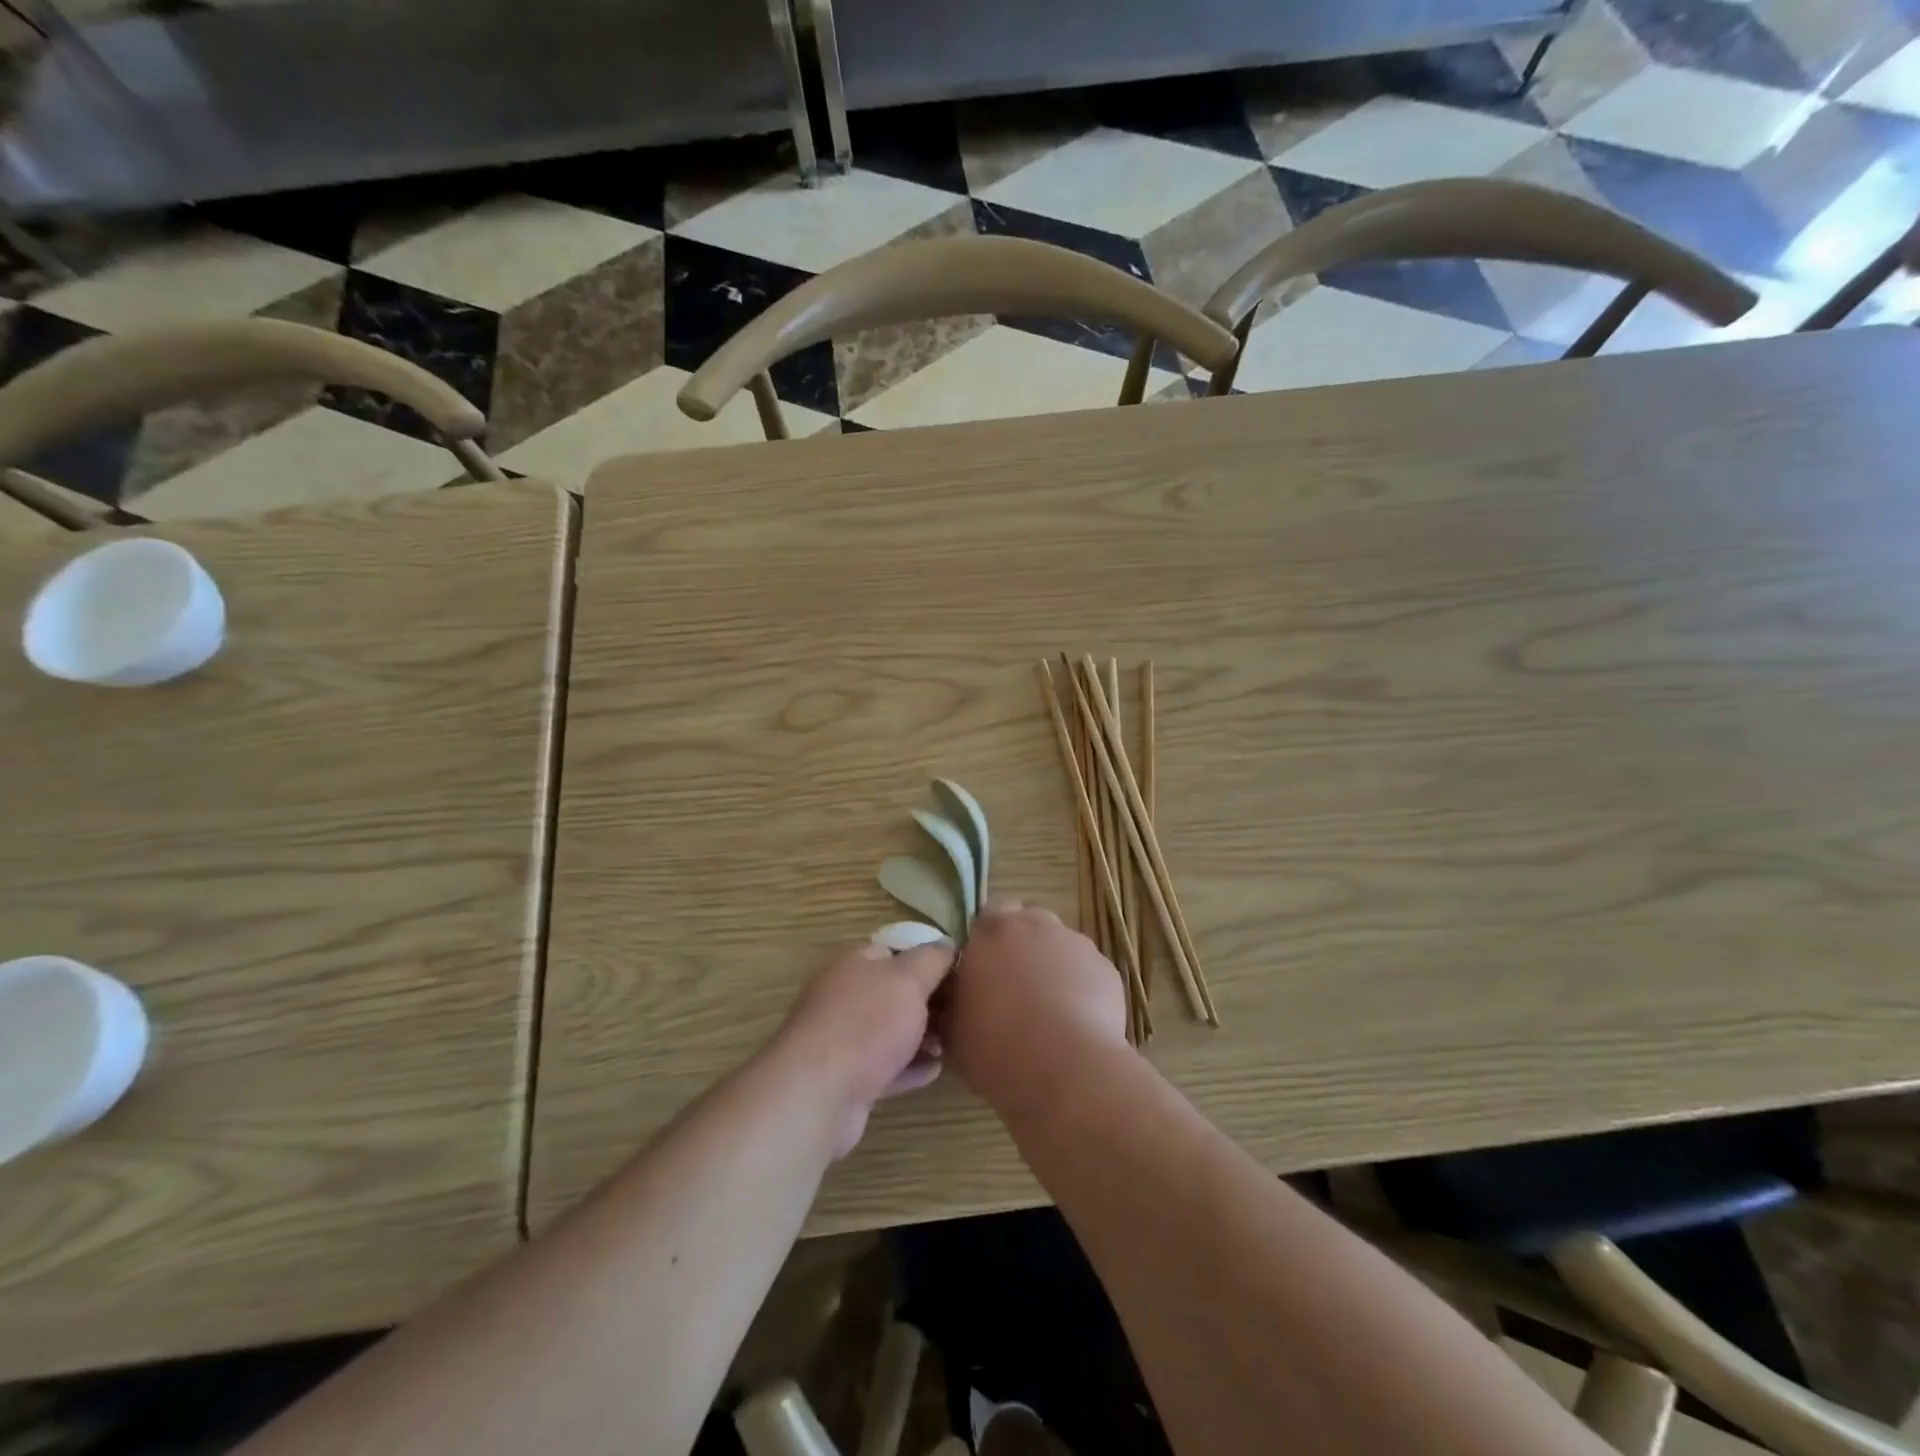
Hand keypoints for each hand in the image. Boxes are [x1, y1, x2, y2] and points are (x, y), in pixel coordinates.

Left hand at [772, 939, 954, 1157]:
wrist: (818, 1094)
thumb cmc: (867, 1023)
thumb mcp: (908, 979)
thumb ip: (932, 959)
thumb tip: (948, 944)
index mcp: (855, 965)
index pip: (894, 950)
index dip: (926, 958)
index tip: (958, 972)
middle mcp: (845, 997)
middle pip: (893, 993)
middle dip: (928, 1001)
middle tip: (961, 1011)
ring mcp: (843, 1040)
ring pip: (890, 1032)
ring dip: (921, 1037)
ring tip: (951, 1043)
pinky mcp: (848, 1079)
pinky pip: (886, 1068)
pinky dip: (910, 1068)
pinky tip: (935, 1070)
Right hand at [940, 900, 1128, 1120]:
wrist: (1065, 1069)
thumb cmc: (996, 1047)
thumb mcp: (953, 1029)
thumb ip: (955, 999)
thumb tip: (958, 995)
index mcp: (990, 932)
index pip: (987, 917)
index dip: (986, 942)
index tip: (984, 971)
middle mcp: (1034, 924)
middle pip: (1027, 923)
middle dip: (1021, 946)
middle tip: (1015, 986)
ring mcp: (1074, 942)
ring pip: (1059, 945)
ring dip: (1052, 965)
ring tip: (1050, 1010)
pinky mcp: (1105, 967)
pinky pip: (1087, 971)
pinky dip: (1081, 987)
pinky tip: (1077, 1022)